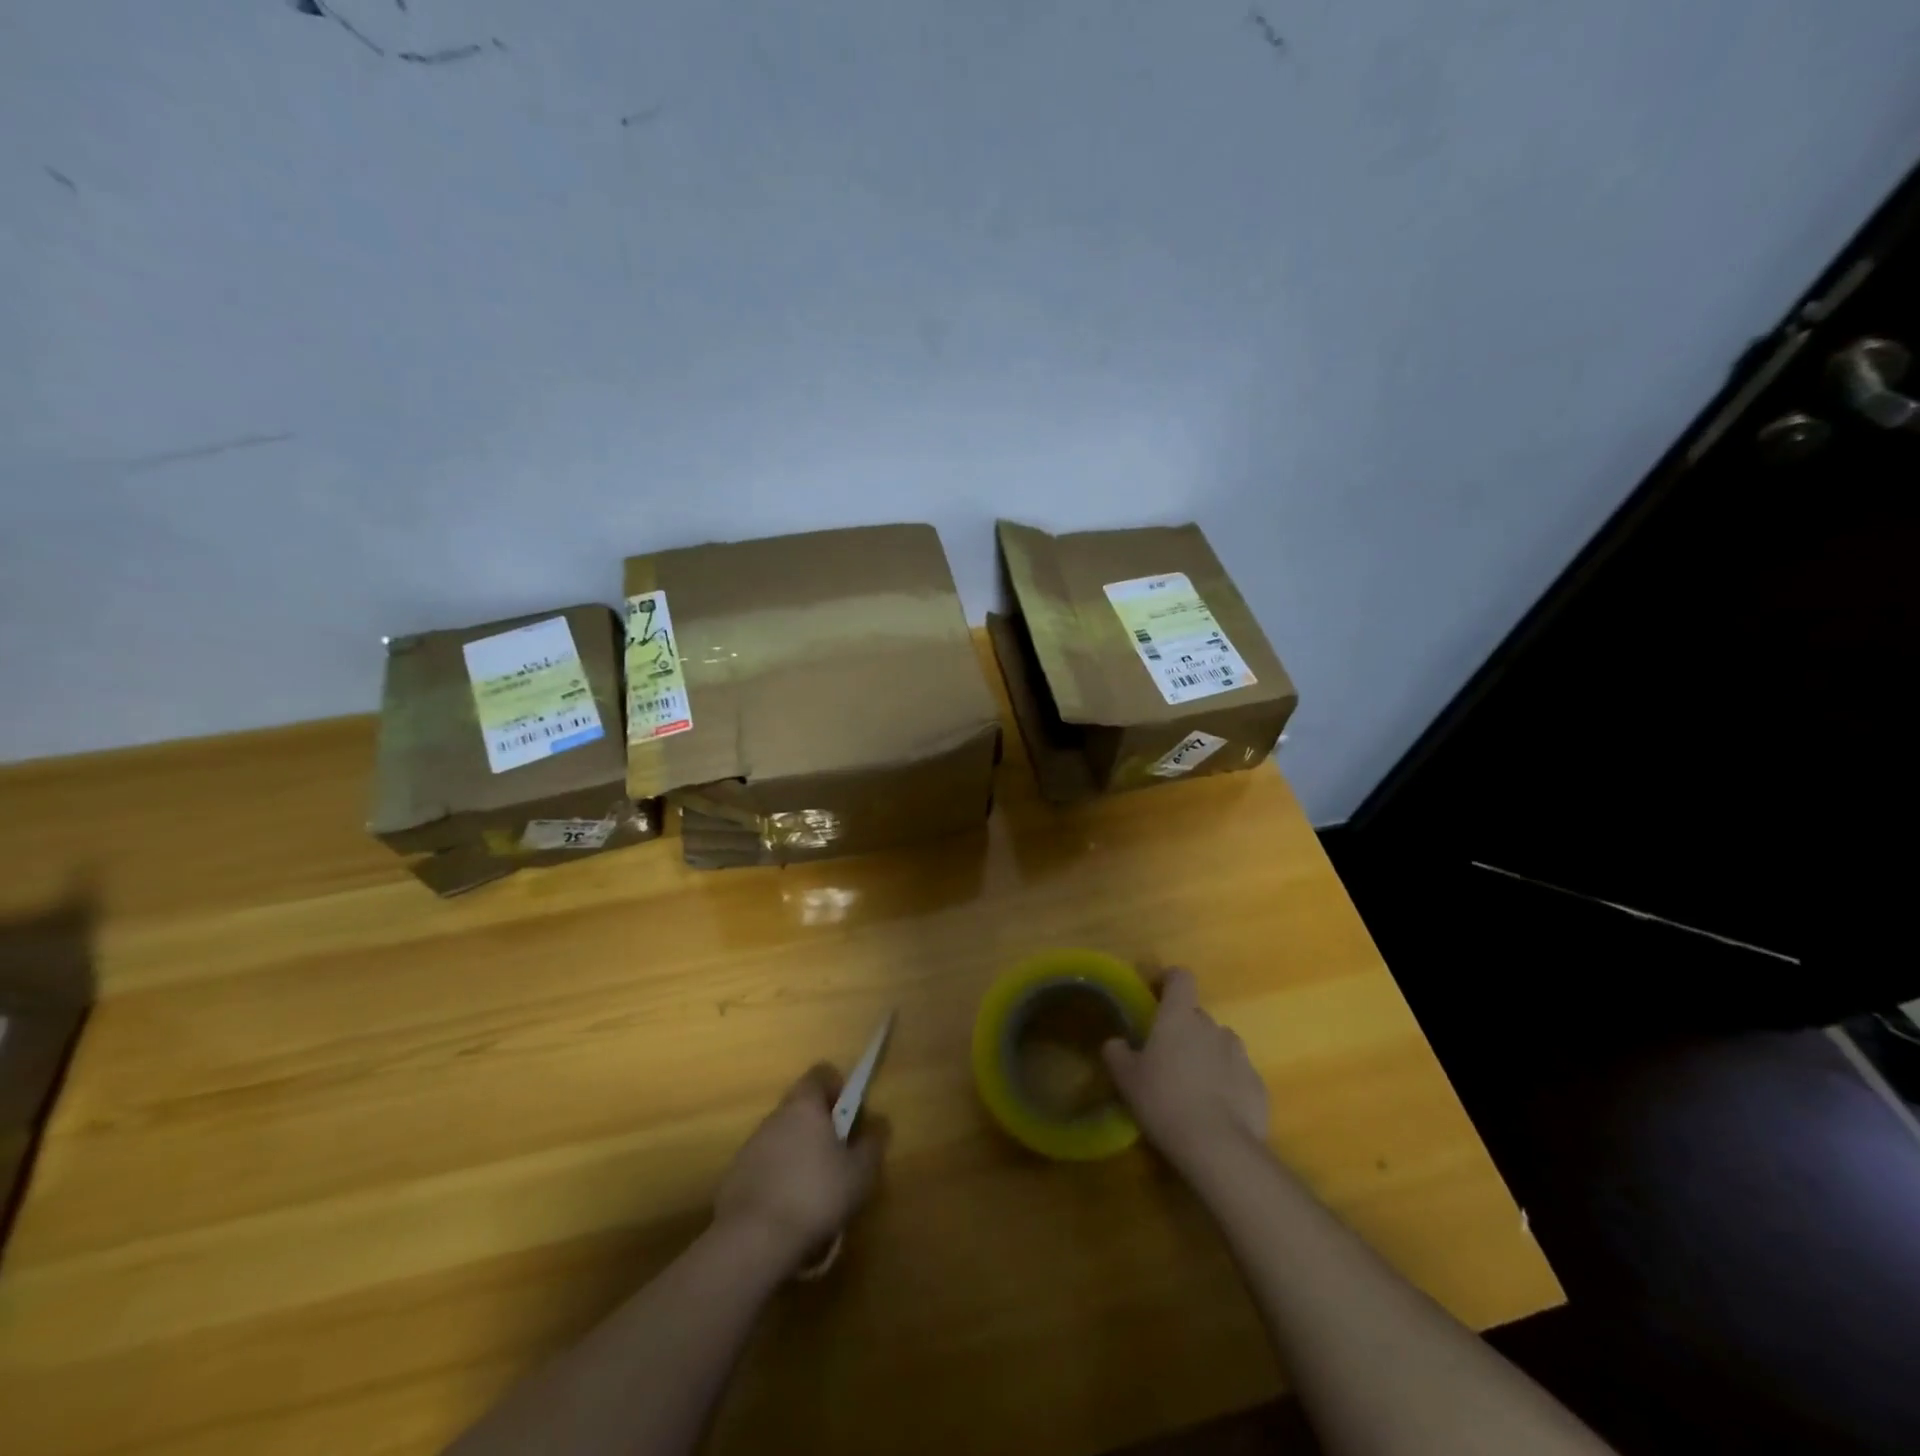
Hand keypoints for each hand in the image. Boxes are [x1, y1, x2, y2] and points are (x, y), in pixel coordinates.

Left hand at [712, 1064, 887, 1270]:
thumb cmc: (815, 1195)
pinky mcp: (734, 1177)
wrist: (753, 1241)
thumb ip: (872, 1143)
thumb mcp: (859, 1173)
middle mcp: (775, 1117)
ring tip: (814, 1191)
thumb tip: (879, 1122)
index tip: (849, 1114)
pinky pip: (763, 1167)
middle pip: (800, 1108)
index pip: (820, 1074)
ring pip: (782, 1138)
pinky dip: (777, 1179)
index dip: (838, 1087)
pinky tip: (788, 1210)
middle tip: (838, 1158)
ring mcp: (750, 1147)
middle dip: (819, 1127)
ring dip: (798, 1154)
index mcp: (805, 1106)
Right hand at [1102, 968, 1269, 1166]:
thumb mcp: (1126, 1079)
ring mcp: (1240, 1055)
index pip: (1181, 977)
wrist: (1218, 1147)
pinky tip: (1216, 1110)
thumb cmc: (1164, 1101)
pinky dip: (1227, 1083)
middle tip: (1168, 1057)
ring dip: (1208, 1055)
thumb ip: (1117, 1053)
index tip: (1158, 994)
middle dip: (1185, 1030)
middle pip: (1197, 1016)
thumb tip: (1117, 1042)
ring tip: (1194, 1086)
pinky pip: (1238, 1073)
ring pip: (1220, 1044)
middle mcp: (1212, 1027)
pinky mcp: (1258, 1085)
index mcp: (1179, 1017)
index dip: (1170, 981)